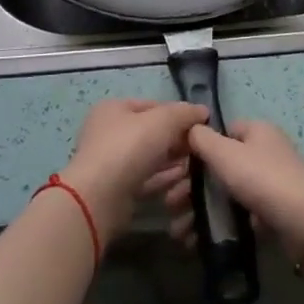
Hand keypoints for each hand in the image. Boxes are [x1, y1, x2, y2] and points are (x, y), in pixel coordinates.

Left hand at [59, 99, 209, 244]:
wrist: (100, 198)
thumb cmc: (128, 147)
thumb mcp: (162, 121)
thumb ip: (184, 113)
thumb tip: (202, 111)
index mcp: (114, 109)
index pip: (153, 106)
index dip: (178, 113)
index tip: (201, 125)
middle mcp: (110, 132)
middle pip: (152, 132)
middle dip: (177, 140)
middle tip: (200, 148)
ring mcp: (113, 162)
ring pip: (151, 157)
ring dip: (174, 161)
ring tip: (197, 167)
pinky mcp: (118, 189)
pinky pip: (147, 178)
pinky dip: (165, 178)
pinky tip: (184, 181)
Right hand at [154, 120, 303, 251]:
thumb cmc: (264, 179)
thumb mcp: (226, 154)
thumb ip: (203, 140)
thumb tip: (189, 129)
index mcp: (256, 131)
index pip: (220, 132)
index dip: (196, 148)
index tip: (174, 169)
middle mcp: (263, 153)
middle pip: (219, 166)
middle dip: (191, 187)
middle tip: (169, 206)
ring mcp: (268, 184)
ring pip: (225, 194)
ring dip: (200, 210)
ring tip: (178, 231)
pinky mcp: (271, 213)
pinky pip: (237, 216)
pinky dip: (218, 226)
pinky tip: (197, 241)